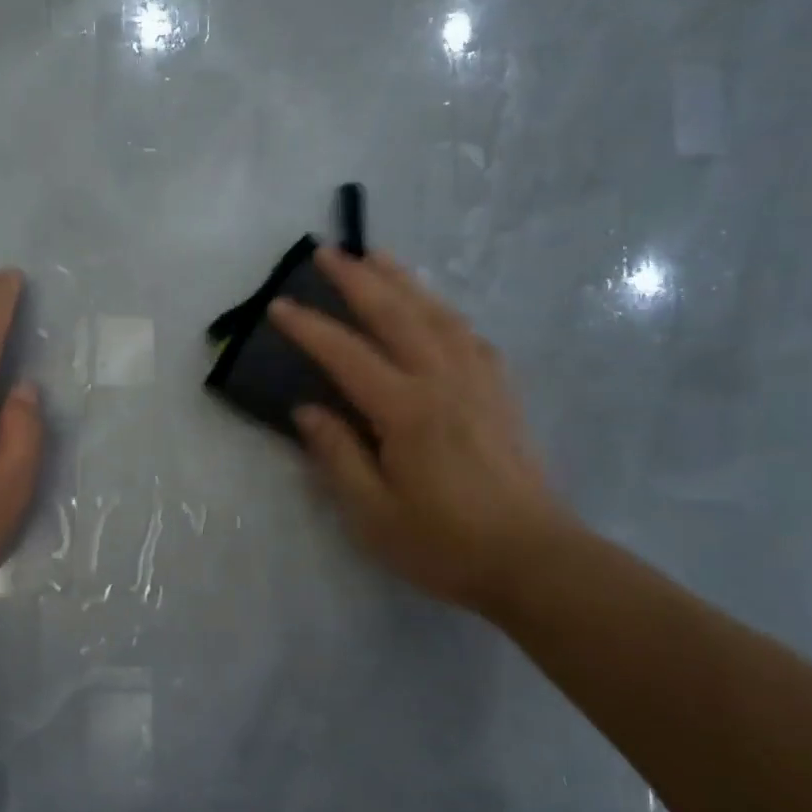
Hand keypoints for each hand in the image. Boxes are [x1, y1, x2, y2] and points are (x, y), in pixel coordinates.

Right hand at [269, 247, 571, 617]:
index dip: (310, 328)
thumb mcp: (373, 514)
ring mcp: (480, 382)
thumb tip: (307, 411)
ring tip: (377, 256)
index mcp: (408, 411)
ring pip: (437, 314)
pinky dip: (442, 310)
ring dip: (403, 281)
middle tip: (328, 251)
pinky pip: (468, 335)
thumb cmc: (444, 544)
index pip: (348, 355)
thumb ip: (337, 456)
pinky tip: (433, 308)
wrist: (533, 561)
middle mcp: (445, 381)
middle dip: (358, 279)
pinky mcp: (501, 393)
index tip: (278, 305)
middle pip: (397, 315)